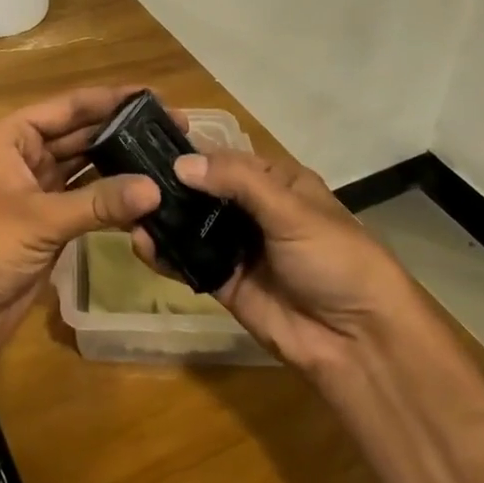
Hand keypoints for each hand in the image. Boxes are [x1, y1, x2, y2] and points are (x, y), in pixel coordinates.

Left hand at [0, 87, 160, 364]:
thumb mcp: (40, 219)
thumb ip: (98, 202)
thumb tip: (155, 188)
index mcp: (12, 137)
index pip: (67, 107)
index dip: (108, 99)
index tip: (153, 95)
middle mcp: (25, 155)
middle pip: (79, 135)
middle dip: (120, 132)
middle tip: (171, 130)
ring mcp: (37, 190)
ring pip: (85, 168)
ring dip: (119, 166)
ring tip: (166, 159)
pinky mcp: (48, 223)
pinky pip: (86, 201)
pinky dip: (112, 200)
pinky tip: (146, 198)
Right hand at [129, 148, 409, 379]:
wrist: (359, 341)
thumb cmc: (335, 259)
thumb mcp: (291, 209)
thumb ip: (237, 181)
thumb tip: (180, 164)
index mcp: (274, 182)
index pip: (222, 156)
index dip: (188, 149)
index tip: (144, 141)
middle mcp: (252, 210)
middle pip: (200, 190)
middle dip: (167, 184)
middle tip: (124, 176)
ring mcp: (237, 247)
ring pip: (190, 224)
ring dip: (162, 217)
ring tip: (126, 210)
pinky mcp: (224, 282)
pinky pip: (189, 262)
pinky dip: (165, 254)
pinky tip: (141, 244)